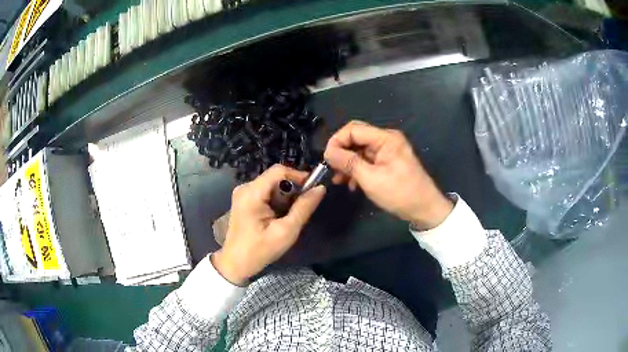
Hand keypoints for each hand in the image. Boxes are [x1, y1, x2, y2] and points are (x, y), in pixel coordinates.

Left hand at [212, 165, 325, 284]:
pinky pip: (265, 193)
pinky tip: (278, 218)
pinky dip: (276, 202)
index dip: (298, 175)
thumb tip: (320, 188)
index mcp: (252, 193)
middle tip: (302, 208)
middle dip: (292, 190)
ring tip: (289, 217)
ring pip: (272, 186)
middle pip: (275, 178)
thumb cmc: (260, 250)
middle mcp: (245, 187)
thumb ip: (303, 208)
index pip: (279, 170)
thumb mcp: (286, 231)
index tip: (313, 188)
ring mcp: (243, 193)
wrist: (236, 264)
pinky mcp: (244, 200)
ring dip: (285, 198)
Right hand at [324, 121, 452, 229]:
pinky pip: (367, 160)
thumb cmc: (400, 193)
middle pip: (356, 138)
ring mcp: (388, 151)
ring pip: (360, 151)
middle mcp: (386, 140)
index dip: (336, 141)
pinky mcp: (388, 162)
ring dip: (348, 164)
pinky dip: (357, 170)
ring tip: (339, 181)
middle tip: (331, 171)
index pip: (353, 129)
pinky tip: (352, 184)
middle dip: (341, 153)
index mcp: (385, 138)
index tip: (327, 159)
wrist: (425, 209)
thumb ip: (348, 162)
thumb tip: (328, 152)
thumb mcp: (371, 178)